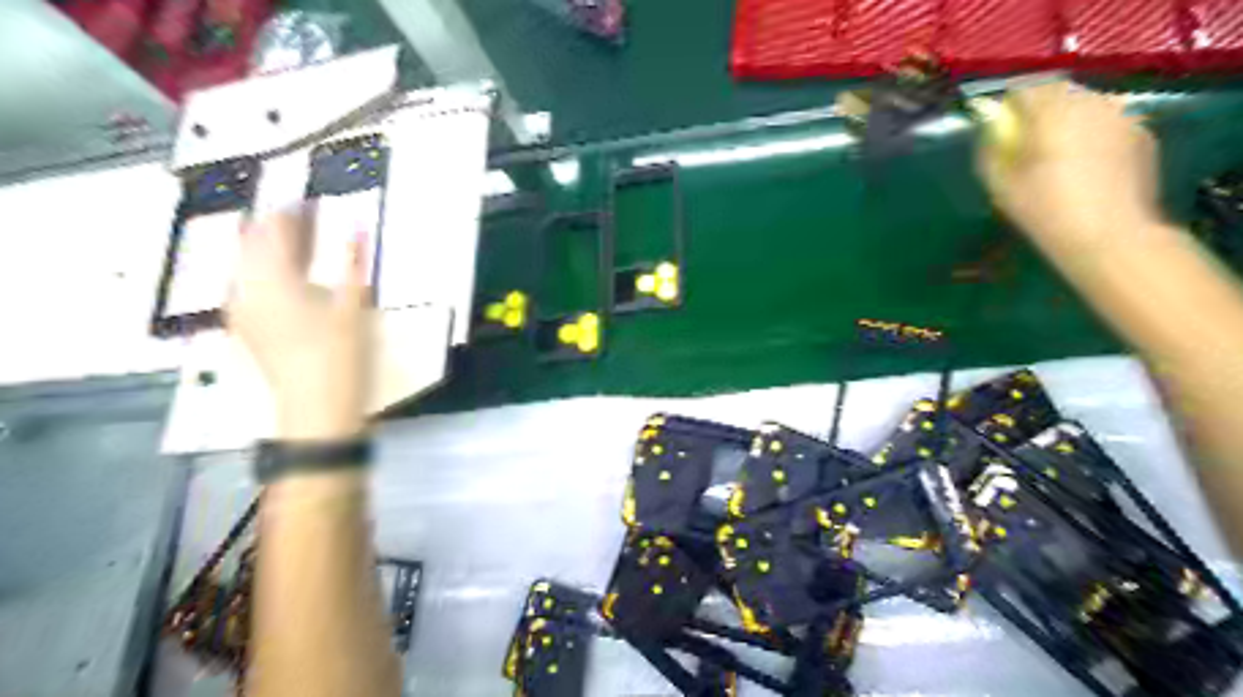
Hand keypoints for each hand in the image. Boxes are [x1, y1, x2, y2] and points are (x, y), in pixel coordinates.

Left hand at [226, 210, 372, 442]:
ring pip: (244, 263)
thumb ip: (352, 263)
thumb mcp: (352, 306)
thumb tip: (358, 225)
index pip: (273, 229)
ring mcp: (241, 308)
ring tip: (297, 246)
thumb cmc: (338, 355)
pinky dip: (262, 271)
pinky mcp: (245, 326)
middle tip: (305, 221)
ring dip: (267, 249)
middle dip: (275, 227)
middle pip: (251, 242)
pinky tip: (284, 279)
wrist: (315, 407)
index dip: (290, 211)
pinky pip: (245, 284)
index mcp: (273, 279)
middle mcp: (246, 287)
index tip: (311, 202)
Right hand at [983, 83, 1167, 251]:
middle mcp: (1091, 104)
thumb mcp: (1001, 186)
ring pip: (1086, 105)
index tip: (1001, 128)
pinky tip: (1086, 164)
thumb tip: (990, 135)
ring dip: (1067, 120)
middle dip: (1040, 110)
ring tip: (1057, 152)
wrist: (1109, 235)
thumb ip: (991, 152)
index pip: (1025, 90)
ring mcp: (1123, 116)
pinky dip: (1092, 133)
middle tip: (1027, 141)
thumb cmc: (1045, 211)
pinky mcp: (1142, 133)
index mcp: (1052, 113)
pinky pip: (1108, 122)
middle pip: (1059, 93)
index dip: (1009, 106)